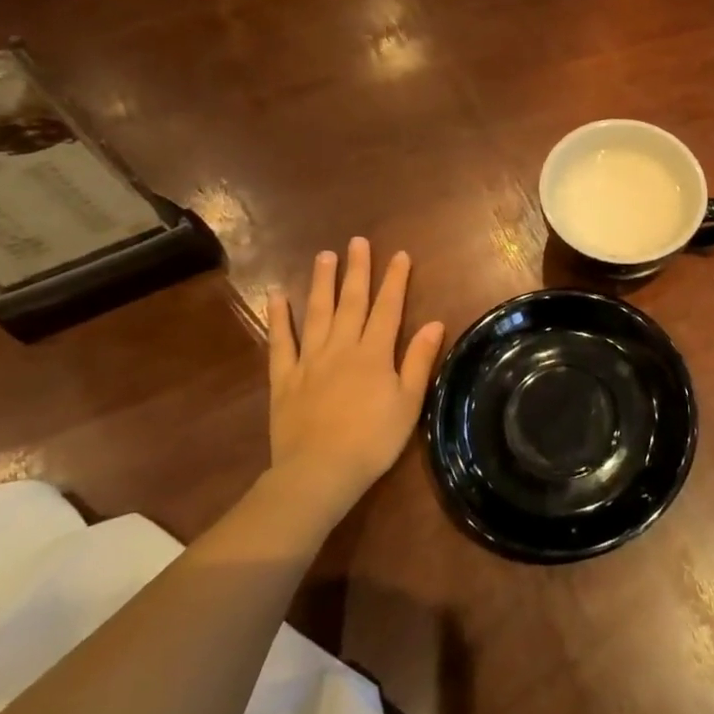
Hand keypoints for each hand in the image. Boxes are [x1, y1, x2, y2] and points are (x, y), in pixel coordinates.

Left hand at [266, 238, 444, 513]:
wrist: (320, 471)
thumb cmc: (373, 439)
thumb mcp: (408, 402)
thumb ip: (418, 360)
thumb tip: (435, 323)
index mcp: (374, 353)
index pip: (388, 308)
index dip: (395, 280)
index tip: (400, 255)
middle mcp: (342, 347)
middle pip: (351, 302)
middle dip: (357, 270)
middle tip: (357, 242)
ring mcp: (310, 360)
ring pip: (317, 313)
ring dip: (322, 282)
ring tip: (324, 255)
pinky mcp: (284, 378)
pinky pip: (281, 342)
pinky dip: (279, 318)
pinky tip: (278, 296)